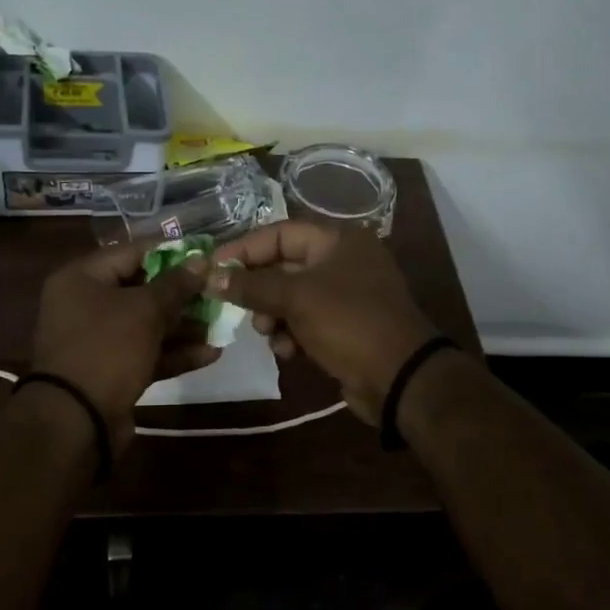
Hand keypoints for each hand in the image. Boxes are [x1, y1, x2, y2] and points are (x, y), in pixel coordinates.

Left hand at [30, 241, 220, 449]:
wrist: (77, 420)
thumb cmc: (106, 348)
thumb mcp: (145, 310)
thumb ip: (175, 284)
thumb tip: (201, 261)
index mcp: (81, 278)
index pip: (131, 252)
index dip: (170, 253)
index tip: (205, 256)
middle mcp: (85, 305)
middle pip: (141, 290)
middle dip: (181, 294)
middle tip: (218, 293)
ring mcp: (98, 341)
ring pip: (147, 325)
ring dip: (184, 326)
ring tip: (222, 324)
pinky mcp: (112, 372)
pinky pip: (147, 354)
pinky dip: (175, 353)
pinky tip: (212, 353)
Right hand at [205, 222, 437, 425]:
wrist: (399, 377)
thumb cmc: (348, 323)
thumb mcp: (295, 298)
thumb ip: (251, 286)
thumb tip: (210, 277)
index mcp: (338, 240)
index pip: (280, 233)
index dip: (244, 249)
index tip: (213, 267)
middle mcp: (343, 261)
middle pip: (284, 266)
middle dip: (258, 289)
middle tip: (237, 307)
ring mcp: (346, 295)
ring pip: (291, 297)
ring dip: (273, 315)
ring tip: (268, 333)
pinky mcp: (345, 326)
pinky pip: (306, 322)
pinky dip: (292, 334)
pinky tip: (289, 352)